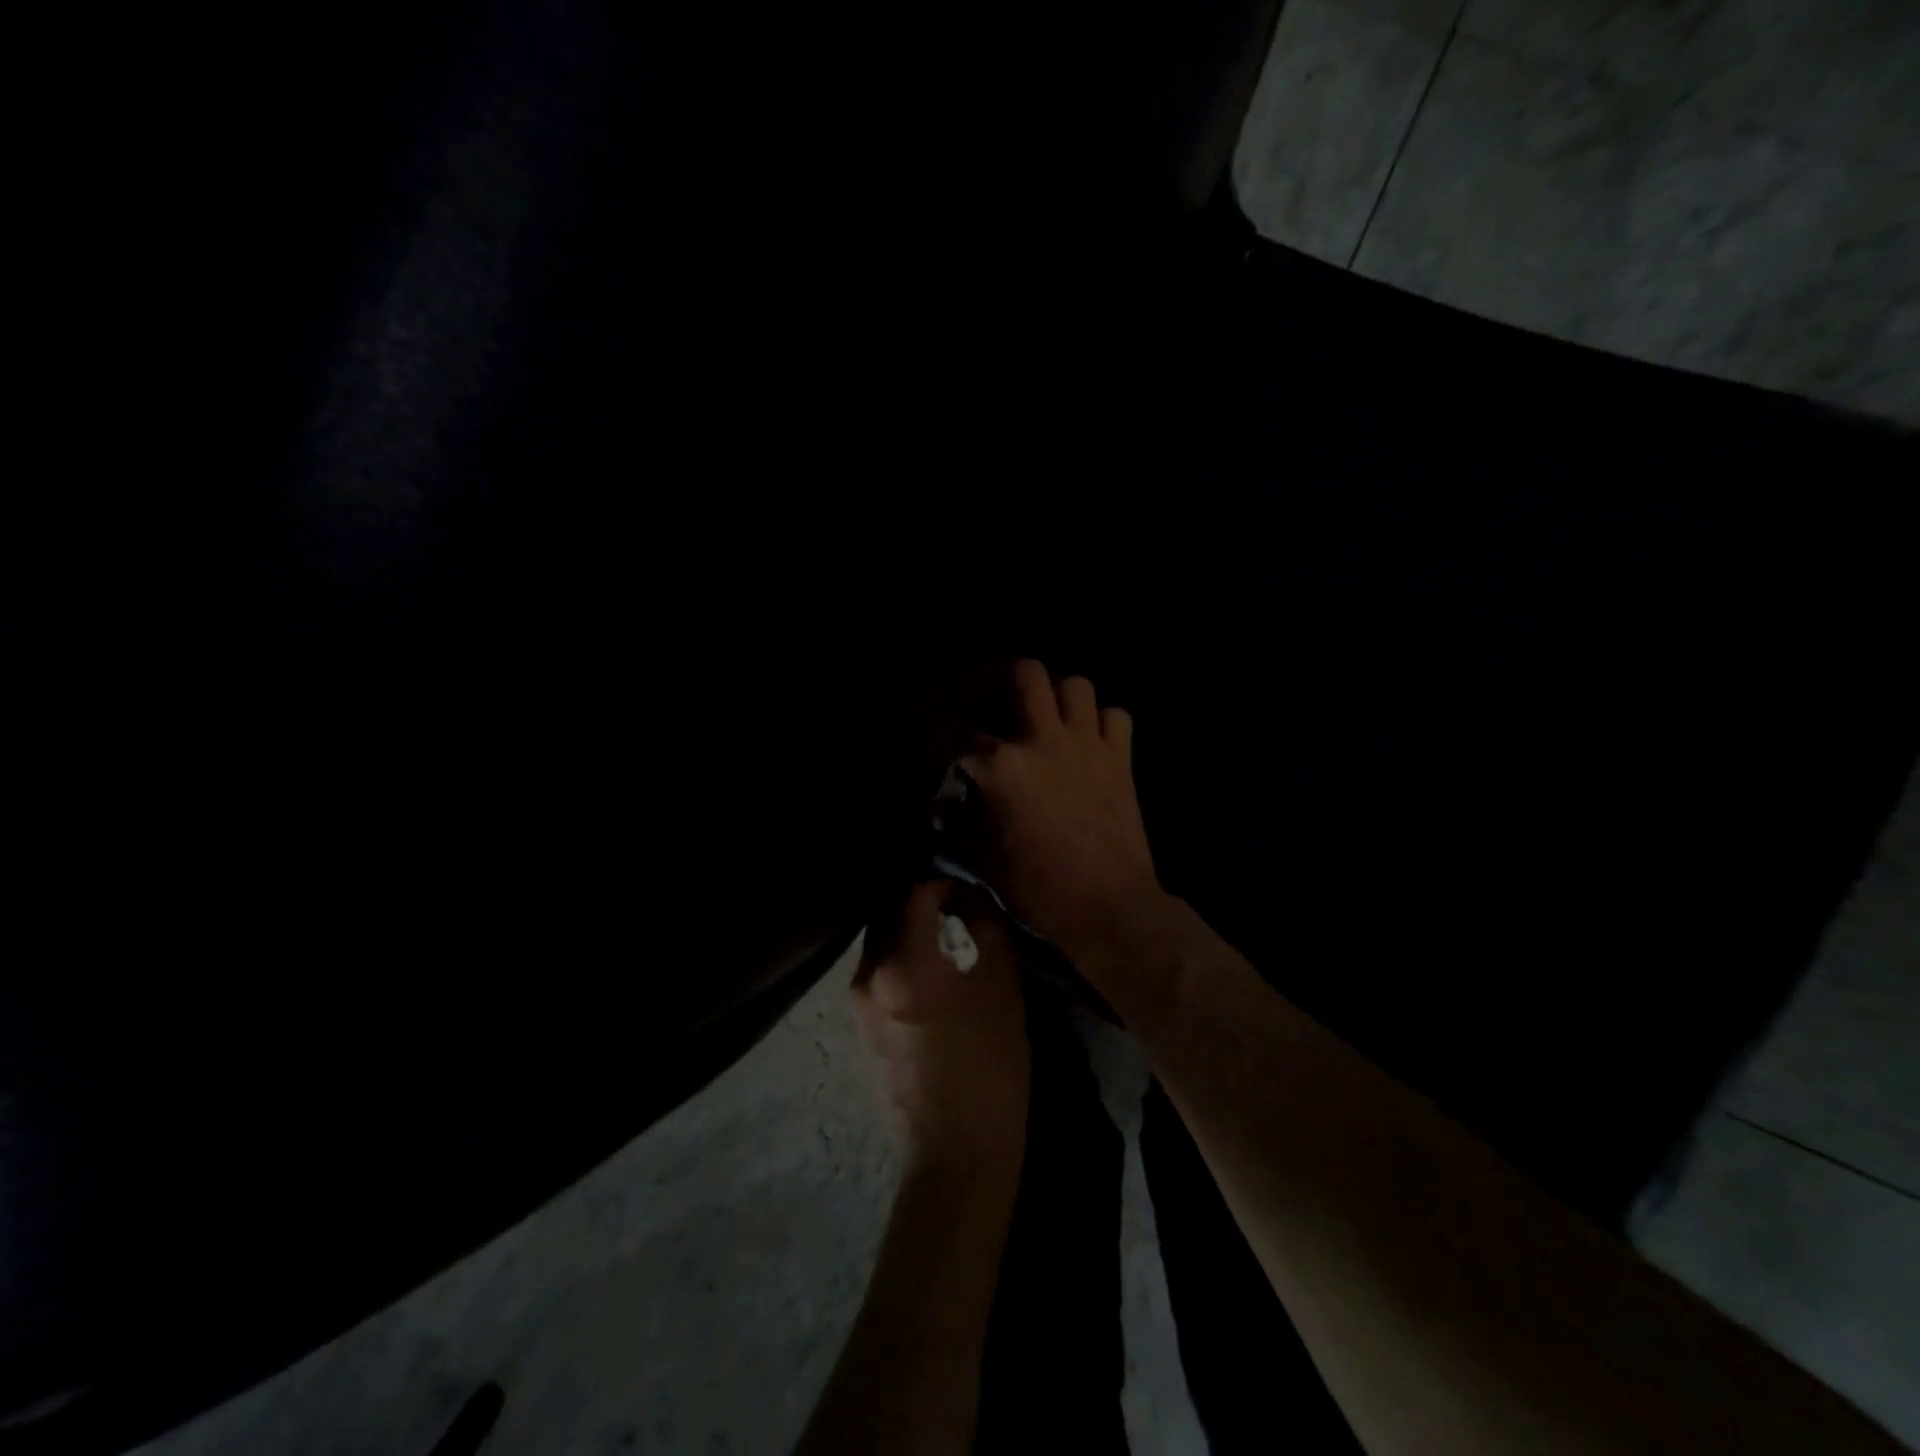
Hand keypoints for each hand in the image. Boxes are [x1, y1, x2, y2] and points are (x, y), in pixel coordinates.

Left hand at [853, 880, 1028, 1181]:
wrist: (954, 1154)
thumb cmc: (990, 1071)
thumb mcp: (1002, 993)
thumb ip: (989, 934)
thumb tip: (979, 902)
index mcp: (903, 965)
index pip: (915, 894)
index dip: (944, 881)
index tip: (969, 888)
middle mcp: (868, 975)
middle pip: (888, 911)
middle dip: (920, 898)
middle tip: (956, 899)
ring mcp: (857, 1002)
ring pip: (879, 939)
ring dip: (908, 925)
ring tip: (945, 927)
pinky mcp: (859, 1024)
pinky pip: (876, 968)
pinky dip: (899, 952)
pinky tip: (928, 962)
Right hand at [957, 660, 1164, 964]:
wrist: (1109, 906)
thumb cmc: (1038, 888)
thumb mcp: (983, 862)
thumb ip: (957, 827)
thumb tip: (941, 808)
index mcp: (1002, 765)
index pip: (961, 731)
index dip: (945, 734)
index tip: (944, 744)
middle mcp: (1043, 740)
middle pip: (1027, 674)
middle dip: (1008, 678)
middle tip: (1002, 701)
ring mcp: (1087, 745)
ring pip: (1077, 685)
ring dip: (1060, 696)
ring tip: (1050, 718)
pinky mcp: (1121, 759)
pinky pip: (1116, 717)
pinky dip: (1102, 722)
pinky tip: (1091, 740)